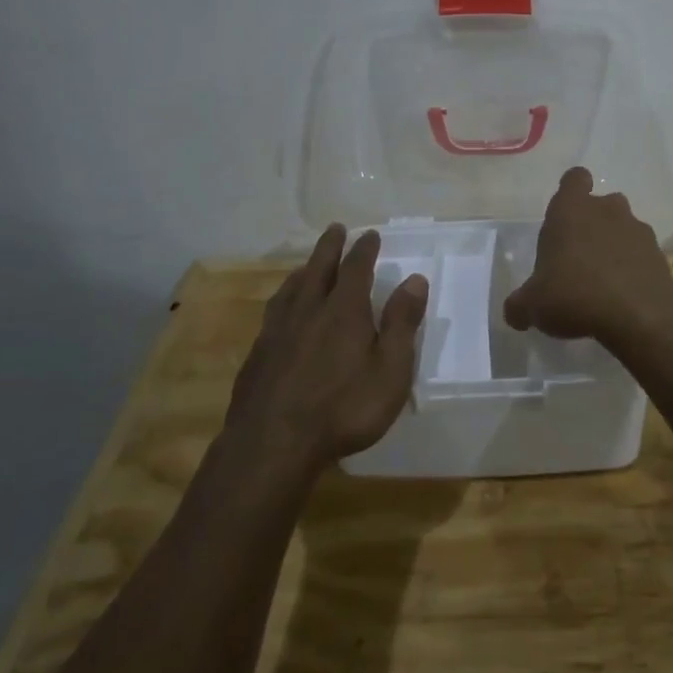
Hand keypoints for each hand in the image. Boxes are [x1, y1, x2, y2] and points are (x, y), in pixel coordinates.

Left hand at [225, 225, 427, 469]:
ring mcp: (277, 332)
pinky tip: (281, 312)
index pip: (356, 268)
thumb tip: (415, 279)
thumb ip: (402, 323)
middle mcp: (308, 311)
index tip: (370, 234)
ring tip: (307, 265)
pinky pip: (273, 314)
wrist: (272, 444)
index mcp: (344, 311)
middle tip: (335, 228)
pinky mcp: (257, 355)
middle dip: (330, 247)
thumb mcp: (390, 370)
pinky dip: (283, 300)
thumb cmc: (344, 409)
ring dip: (303, 271)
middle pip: (319, 269)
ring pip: (291, 289)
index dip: (364, 249)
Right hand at [503, 167, 672, 345]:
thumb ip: (520, 305)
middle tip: (578, 256)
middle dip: (592, 224)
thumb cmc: (575, 294)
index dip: (571, 190)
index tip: (565, 213)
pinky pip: (642, 255)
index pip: (574, 179)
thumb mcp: (533, 305)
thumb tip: (514, 313)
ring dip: (614, 247)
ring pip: (624, 228)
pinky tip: (623, 297)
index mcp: (571, 210)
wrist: (639, 315)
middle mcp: (607, 210)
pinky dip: (634, 269)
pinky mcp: (660, 255)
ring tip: (601, 281)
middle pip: (602, 204)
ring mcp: (638, 231)